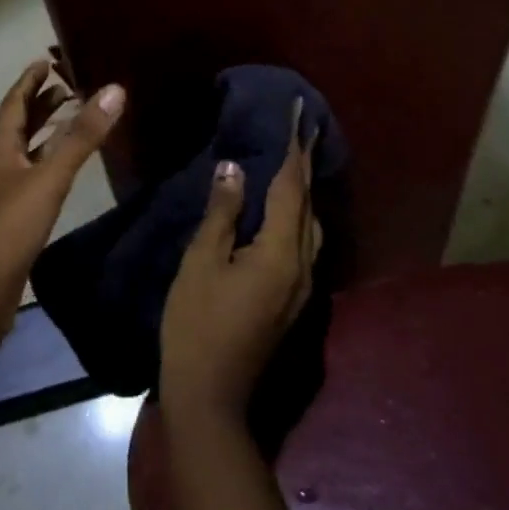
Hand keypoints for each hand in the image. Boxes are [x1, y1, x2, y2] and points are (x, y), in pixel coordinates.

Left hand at [0, 58, 124, 352]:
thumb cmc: (6, 229)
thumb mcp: (47, 178)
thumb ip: (81, 137)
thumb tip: (114, 89)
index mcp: (0, 149)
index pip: (14, 103)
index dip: (30, 81)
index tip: (47, 60)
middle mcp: (0, 166)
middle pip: (20, 126)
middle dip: (43, 104)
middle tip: (72, 85)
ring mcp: (5, 195)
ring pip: (29, 154)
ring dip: (50, 134)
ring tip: (77, 120)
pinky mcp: (14, 222)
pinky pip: (36, 181)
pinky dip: (53, 166)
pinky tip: (69, 173)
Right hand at [160, 101, 321, 425]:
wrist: (211, 397)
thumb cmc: (197, 324)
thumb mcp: (202, 262)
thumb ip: (223, 213)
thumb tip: (234, 168)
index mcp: (281, 253)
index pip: (292, 186)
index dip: (294, 147)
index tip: (299, 113)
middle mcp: (303, 266)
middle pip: (308, 204)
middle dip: (305, 164)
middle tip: (300, 129)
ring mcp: (302, 287)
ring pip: (311, 226)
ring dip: (304, 191)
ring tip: (293, 163)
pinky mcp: (292, 300)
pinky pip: (303, 244)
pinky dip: (297, 216)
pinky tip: (281, 212)